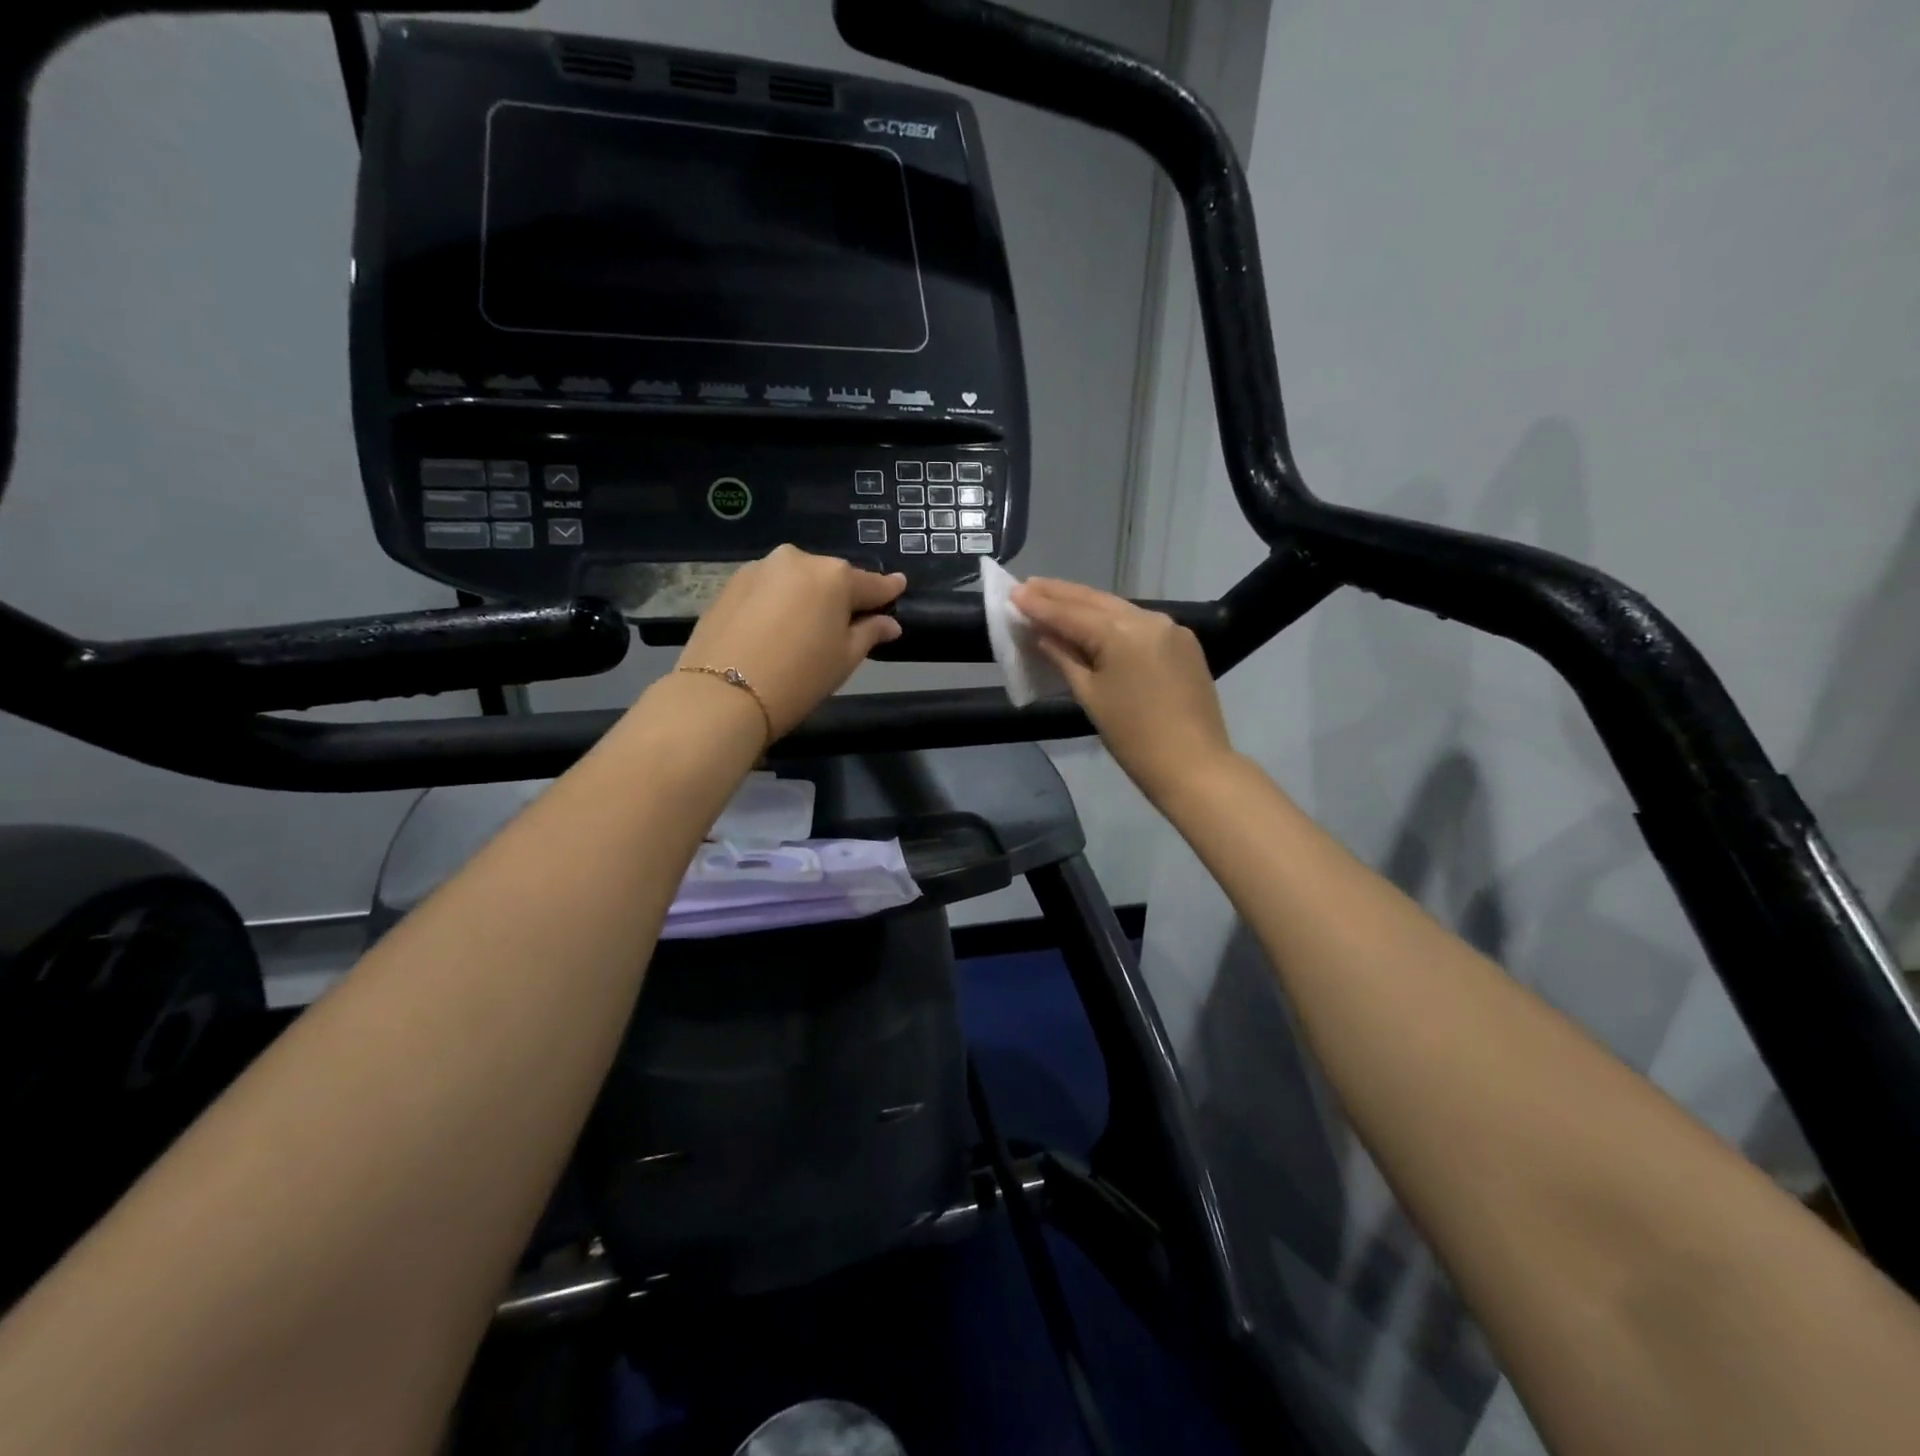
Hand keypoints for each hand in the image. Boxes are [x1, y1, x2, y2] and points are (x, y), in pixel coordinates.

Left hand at [674, 546, 905, 738]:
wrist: (722, 695)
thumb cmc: (798, 678)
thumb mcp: (844, 659)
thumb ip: (869, 633)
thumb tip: (889, 623)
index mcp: (834, 576)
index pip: (870, 583)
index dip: (887, 590)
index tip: (899, 586)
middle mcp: (797, 560)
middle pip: (830, 577)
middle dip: (841, 595)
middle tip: (847, 621)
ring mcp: (759, 569)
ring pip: (796, 580)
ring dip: (806, 597)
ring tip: (807, 627)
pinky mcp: (730, 584)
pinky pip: (768, 589)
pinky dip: (778, 602)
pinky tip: (776, 628)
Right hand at [1012, 578, 1234, 803]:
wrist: (1193, 765)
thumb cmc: (1133, 737)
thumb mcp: (1090, 696)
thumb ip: (1064, 658)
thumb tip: (1043, 635)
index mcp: (1122, 633)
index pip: (1071, 614)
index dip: (1039, 605)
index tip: (1013, 592)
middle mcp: (1148, 619)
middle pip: (1095, 602)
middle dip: (1060, 594)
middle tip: (1028, 585)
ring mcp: (1170, 629)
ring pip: (1118, 609)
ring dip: (1085, 604)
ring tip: (1053, 597)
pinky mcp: (1183, 643)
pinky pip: (1139, 624)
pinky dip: (1112, 620)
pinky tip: (1093, 621)